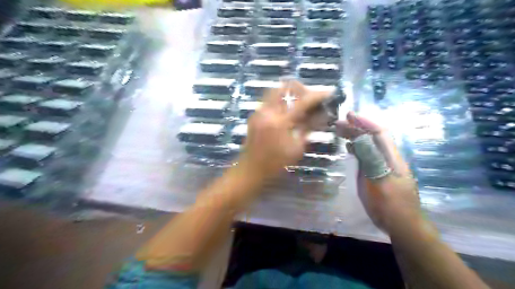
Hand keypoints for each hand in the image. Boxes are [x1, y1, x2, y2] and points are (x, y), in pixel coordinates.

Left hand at [240, 81, 331, 179]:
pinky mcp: (255, 114)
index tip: (329, 93)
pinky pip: (270, 99)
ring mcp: (259, 111)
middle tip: (311, 99)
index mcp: (280, 122)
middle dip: (302, 89)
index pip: (302, 101)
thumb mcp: (296, 148)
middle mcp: (268, 111)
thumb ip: (308, 127)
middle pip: (286, 87)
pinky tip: (288, 111)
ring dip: (291, 93)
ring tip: (301, 104)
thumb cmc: (275, 163)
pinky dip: (281, 99)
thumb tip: (322, 114)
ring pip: (276, 90)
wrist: (250, 169)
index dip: (318, 95)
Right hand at [337, 112, 424, 235]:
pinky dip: (355, 148)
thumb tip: (360, 139)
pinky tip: (348, 147)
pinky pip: (365, 156)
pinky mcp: (374, 173)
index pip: (379, 133)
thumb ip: (371, 160)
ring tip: (339, 131)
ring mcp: (380, 166)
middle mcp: (385, 158)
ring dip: (354, 136)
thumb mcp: (381, 182)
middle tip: (337, 123)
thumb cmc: (391, 204)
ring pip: (367, 146)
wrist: (400, 224)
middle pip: (371, 137)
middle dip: (356, 127)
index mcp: (391, 157)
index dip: (365, 122)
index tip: (349, 115)